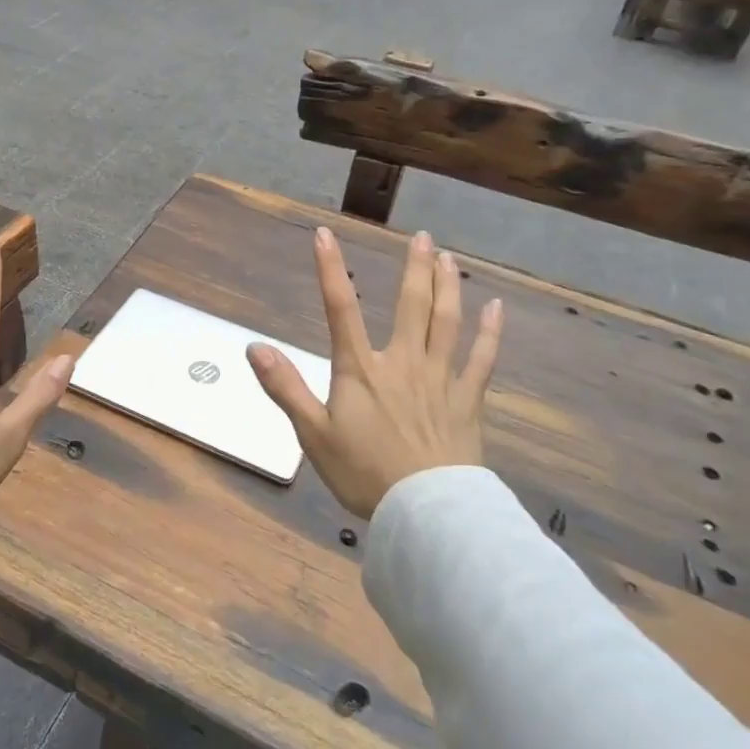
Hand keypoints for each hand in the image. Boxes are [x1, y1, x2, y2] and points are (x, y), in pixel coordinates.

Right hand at [247, 226, 501, 519]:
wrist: (426, 513)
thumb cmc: (364, 473)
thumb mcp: (313, 434)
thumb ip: (284, 387)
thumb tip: (254, 347)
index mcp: (361, 370)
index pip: (341, 309)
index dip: (330, 270)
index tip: (324, 235)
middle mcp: (403, 363)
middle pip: (412, 306)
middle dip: (414, 268)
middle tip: (421, 236)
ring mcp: (440, 380)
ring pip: (448, 322)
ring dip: (448, 286)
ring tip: (449, 258)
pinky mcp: (467, 401)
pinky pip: (482, 360)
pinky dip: (489, 332)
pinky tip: (496, 308)